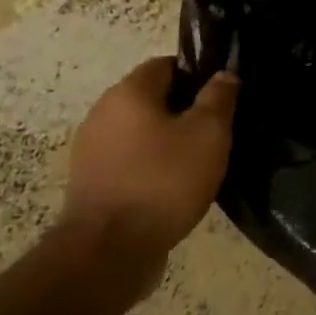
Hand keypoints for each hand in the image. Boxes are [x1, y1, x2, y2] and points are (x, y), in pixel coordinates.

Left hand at [62, 57, 239, 279]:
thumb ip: (219, 98)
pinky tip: (172, 189)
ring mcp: (90, 150)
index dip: (196, 75)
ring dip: (166, 142)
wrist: (110, 250)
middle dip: (183, 111)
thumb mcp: (208, 135)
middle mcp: (102, 113)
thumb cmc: (164, 181)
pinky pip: (128, 162)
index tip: (221, 98)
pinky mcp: (90, 183)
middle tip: (215, 133)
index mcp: (128, 92)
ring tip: (197, 164)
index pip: (165, 65)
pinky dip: (150, 167)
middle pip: (150, 99)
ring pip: (139, 133)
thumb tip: (225, 73)